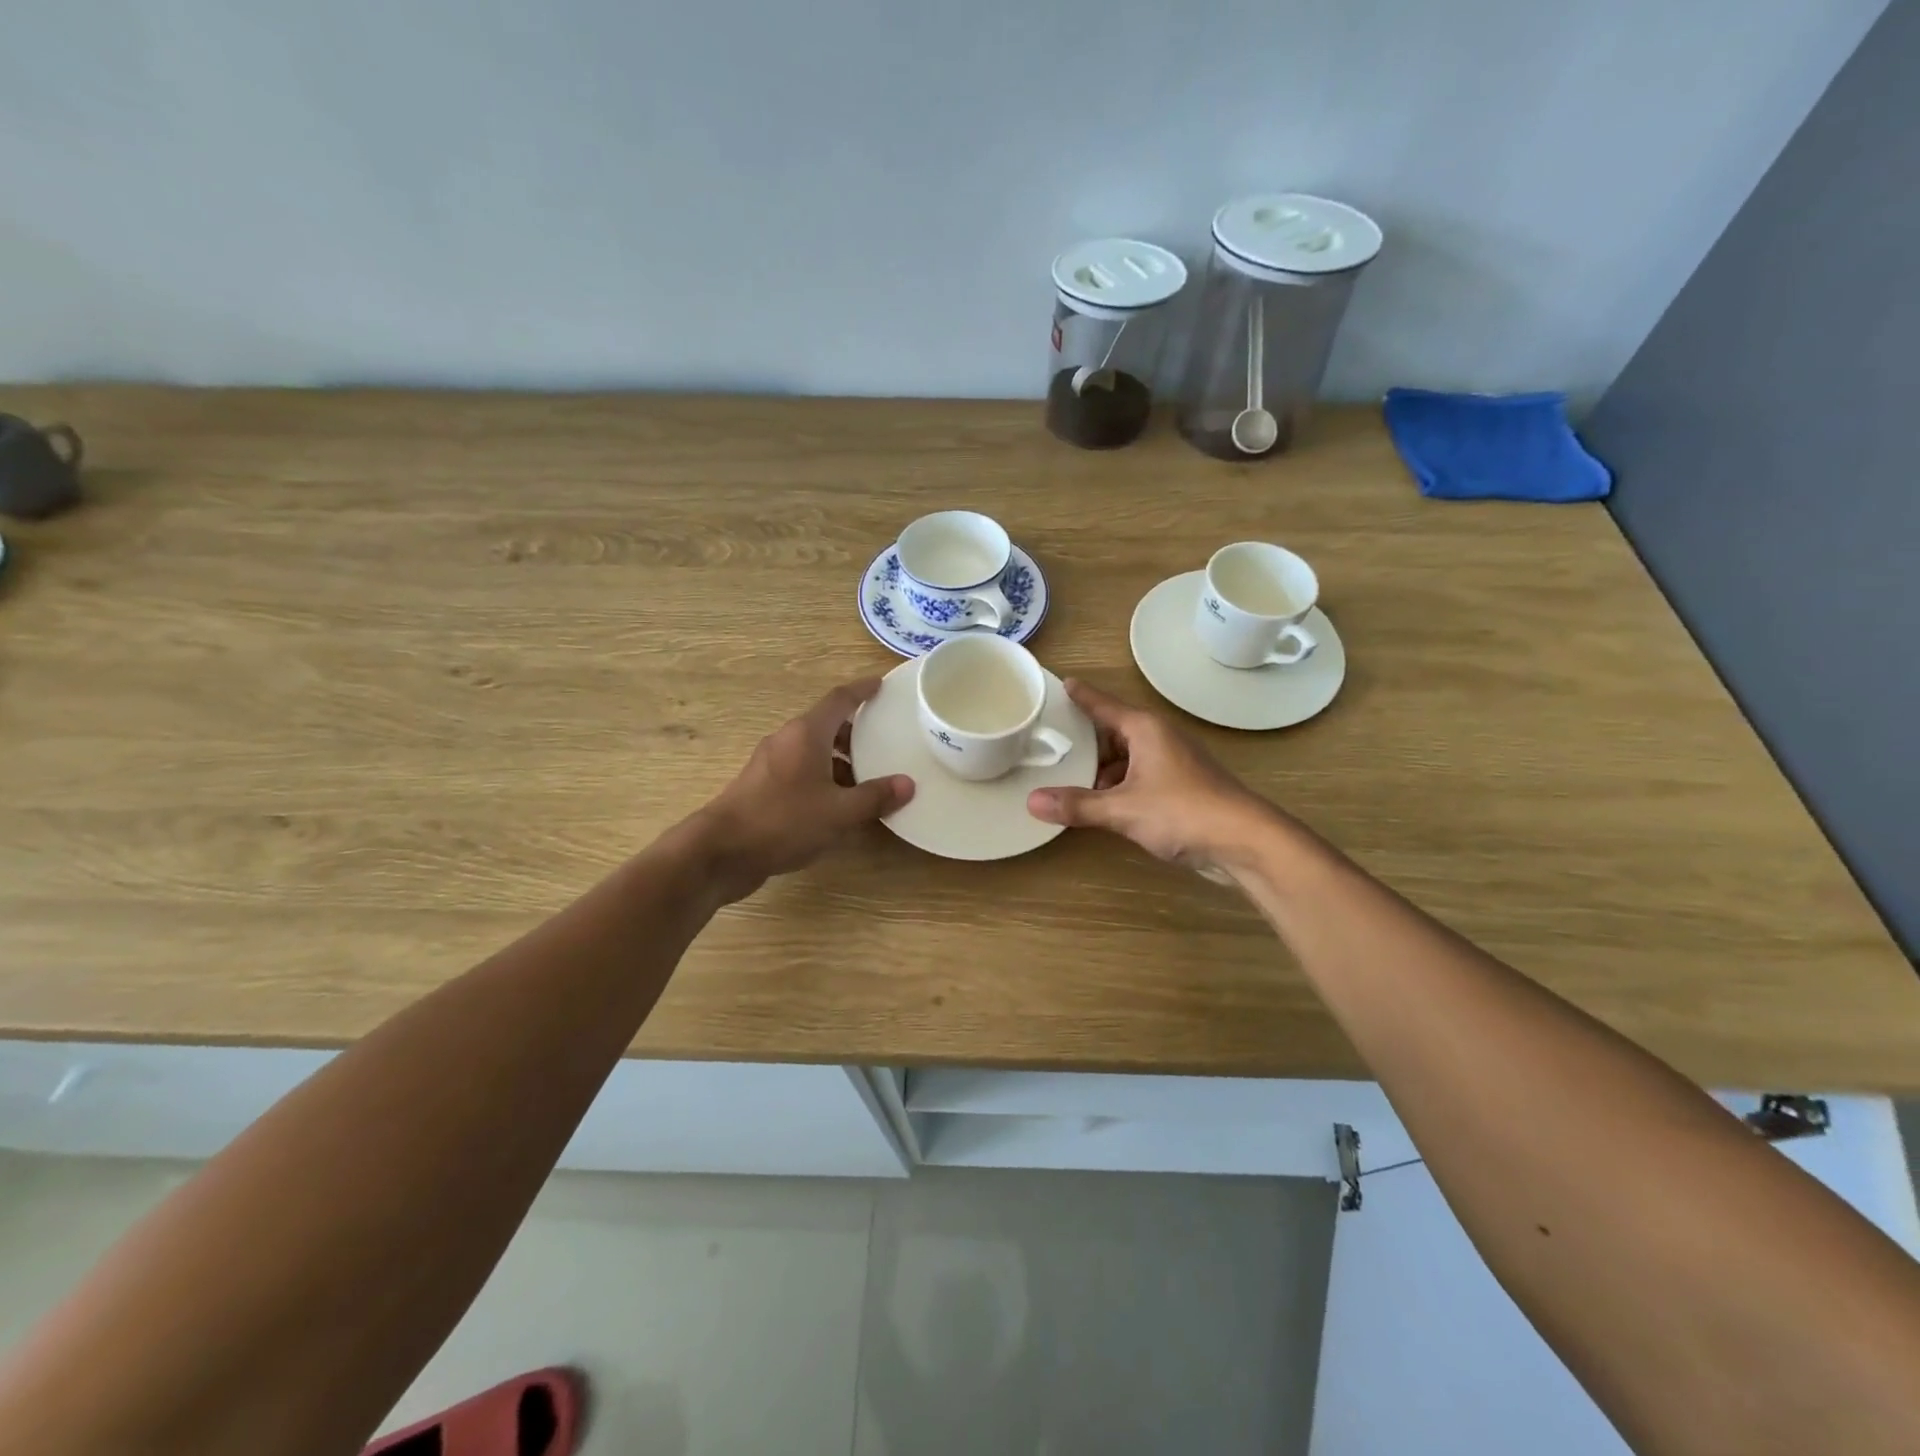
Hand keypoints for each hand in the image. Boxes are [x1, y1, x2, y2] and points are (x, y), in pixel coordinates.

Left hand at [693, 679, 913, 900]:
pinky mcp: (762, 787)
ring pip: (812, 750)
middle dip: (854, 731)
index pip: (839, 699)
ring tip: (866, 779)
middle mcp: (787, 740)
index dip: (862, 690)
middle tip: (883, 742)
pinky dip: (822, 777)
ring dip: (839, 759)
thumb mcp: (838, 812)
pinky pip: (800, 770)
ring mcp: (770, 763)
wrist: (722, 851)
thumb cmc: (783, 821)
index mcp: (806, 733)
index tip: (881, 685)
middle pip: (826, 724)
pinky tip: (837, 803)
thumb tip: (907, 784)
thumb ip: (874, 797)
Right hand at [1027, 680, 1277, 873]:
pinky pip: (1140, 777)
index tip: (1064, 684)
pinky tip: (1104, 806)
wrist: (1244, 841)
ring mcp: (1174, 763)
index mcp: (1145, 729)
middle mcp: (1159, 739)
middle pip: (1114, 733)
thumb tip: (1032, 802)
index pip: (1105, 705)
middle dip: (1086, 743)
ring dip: (1103, 770)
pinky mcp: (1182, 787)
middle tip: (1052, 748)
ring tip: (1071, 783)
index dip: (1083, 696)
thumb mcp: (1123, 809)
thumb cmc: (1182, 811)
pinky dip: (1120, 787)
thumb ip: (1078, 806)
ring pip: (1128, 758)